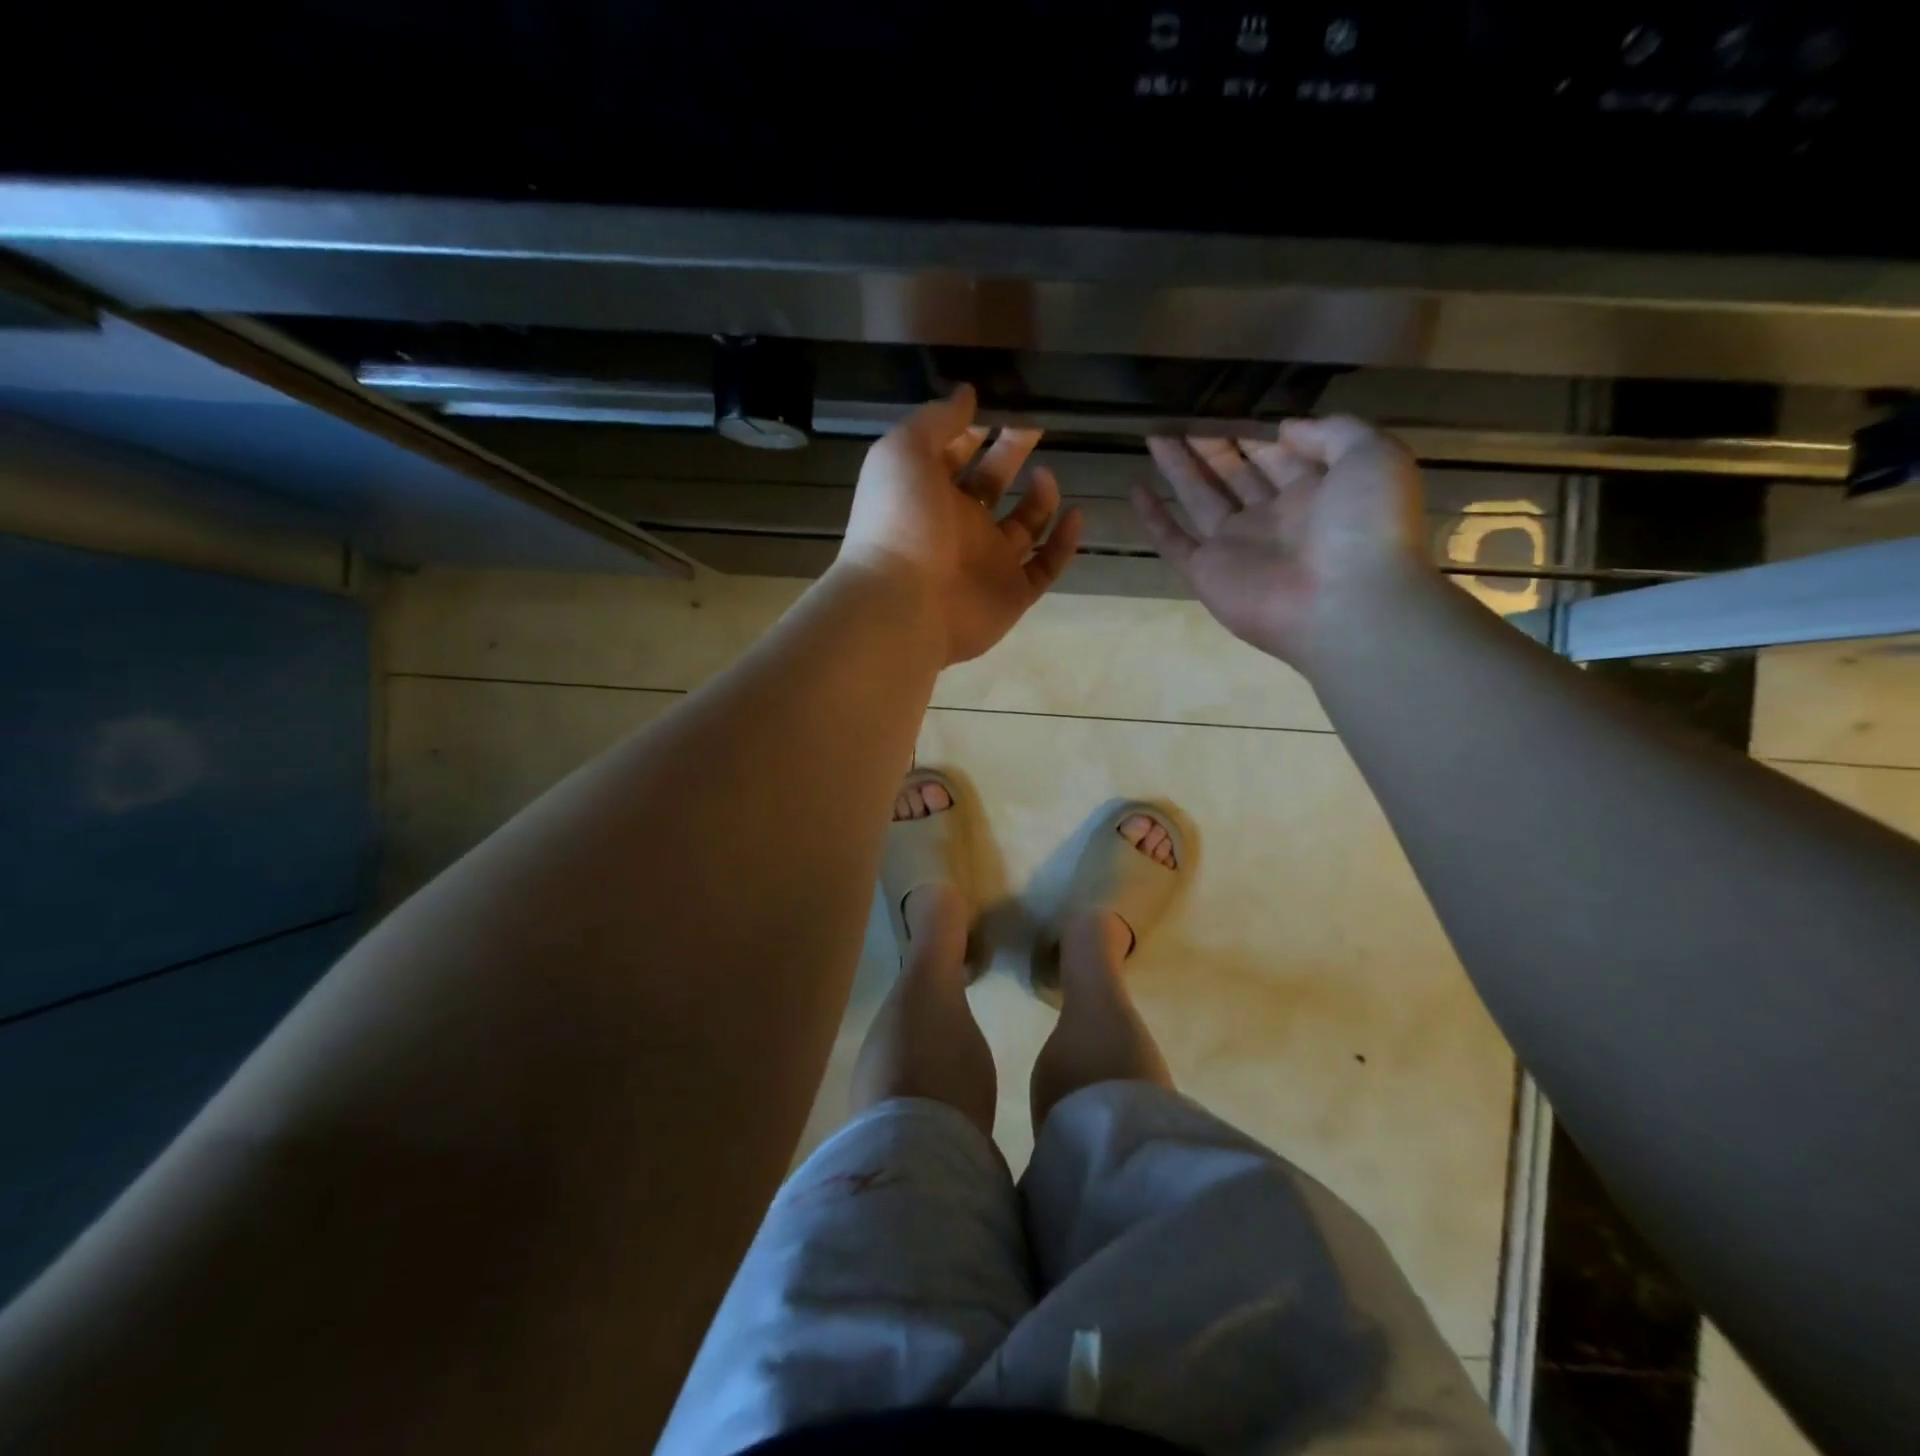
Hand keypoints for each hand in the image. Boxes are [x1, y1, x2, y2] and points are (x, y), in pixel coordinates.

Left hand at [840, 386, 1083, 664]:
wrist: (903, 604)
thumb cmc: (899, 520)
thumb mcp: (905, 451)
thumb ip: (936, 419)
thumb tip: (967, 393)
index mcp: (928, 492)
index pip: (955, 455)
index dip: (975, 430)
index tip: (1003, 405)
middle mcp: (958, 526)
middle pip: (992, 484)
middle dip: (1012, 453)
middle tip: (1036, 426)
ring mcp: (988, 562)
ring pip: (1023, 526)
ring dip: (1039, 498)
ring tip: (1046, 474)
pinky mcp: (1013, 594)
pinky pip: (1045, 567)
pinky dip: (1063, 543)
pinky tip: (1076, 514)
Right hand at [1132, 416, 1429, 668]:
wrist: (1346, 603)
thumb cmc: (1365, 526)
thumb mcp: (1371, 455)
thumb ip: (1331, 431)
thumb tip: (1282, 429)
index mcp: (1316, 493)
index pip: (1279, 457)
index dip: (1256, 434)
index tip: (1230, 409)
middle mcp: (1273, 519)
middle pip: (1236, 475)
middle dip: (1213, 447)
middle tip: (1185, 419)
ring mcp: (1237, 547)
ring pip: (1200, 499)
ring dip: (1179, 468)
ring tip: (1155, 435)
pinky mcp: (1206, 573)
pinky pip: (1173, 541)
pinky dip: (1153, 518)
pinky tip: (1135, 489)